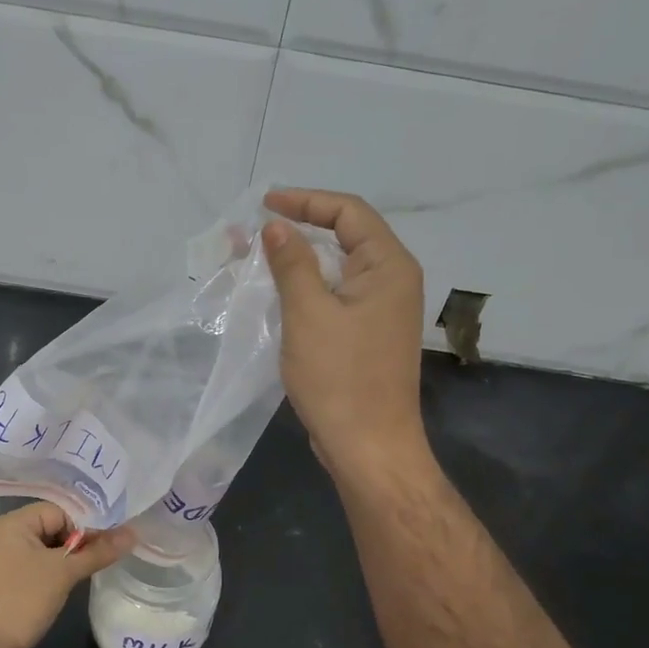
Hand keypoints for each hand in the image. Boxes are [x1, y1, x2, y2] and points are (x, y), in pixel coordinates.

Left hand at [0, 502, 134, 647]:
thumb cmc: (18, 601)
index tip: (117, 537)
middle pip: (55, 529)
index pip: (61, 510)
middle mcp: (8, 538)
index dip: (88, 522)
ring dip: (73, 560)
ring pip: (49, 553)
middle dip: (83, 541)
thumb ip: (98, 551)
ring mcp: (6, 565)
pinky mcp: (10, 589)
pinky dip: (59, 576)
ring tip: (102, 567)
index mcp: (14, 523)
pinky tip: (78, 586)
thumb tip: (133, 533)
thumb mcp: (63, 573)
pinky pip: (41, 572)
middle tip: (115, 551)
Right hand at [263, 189, 428, 479]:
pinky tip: (278, 292)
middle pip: (346, 235)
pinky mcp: (368, 333)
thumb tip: (276, 226)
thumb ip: (292, 263)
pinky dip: (308, 286)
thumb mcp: (308, 313)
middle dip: (300, 227)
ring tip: (258, 256)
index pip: (349, 212)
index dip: (306, 200)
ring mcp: (382, 309)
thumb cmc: (340, 377)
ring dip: (300, 258)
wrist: (368, 447)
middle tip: (256, 230)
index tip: (265, 204)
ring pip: (338, 267)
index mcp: (389, 266)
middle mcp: (392, 281)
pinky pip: (336, 294)